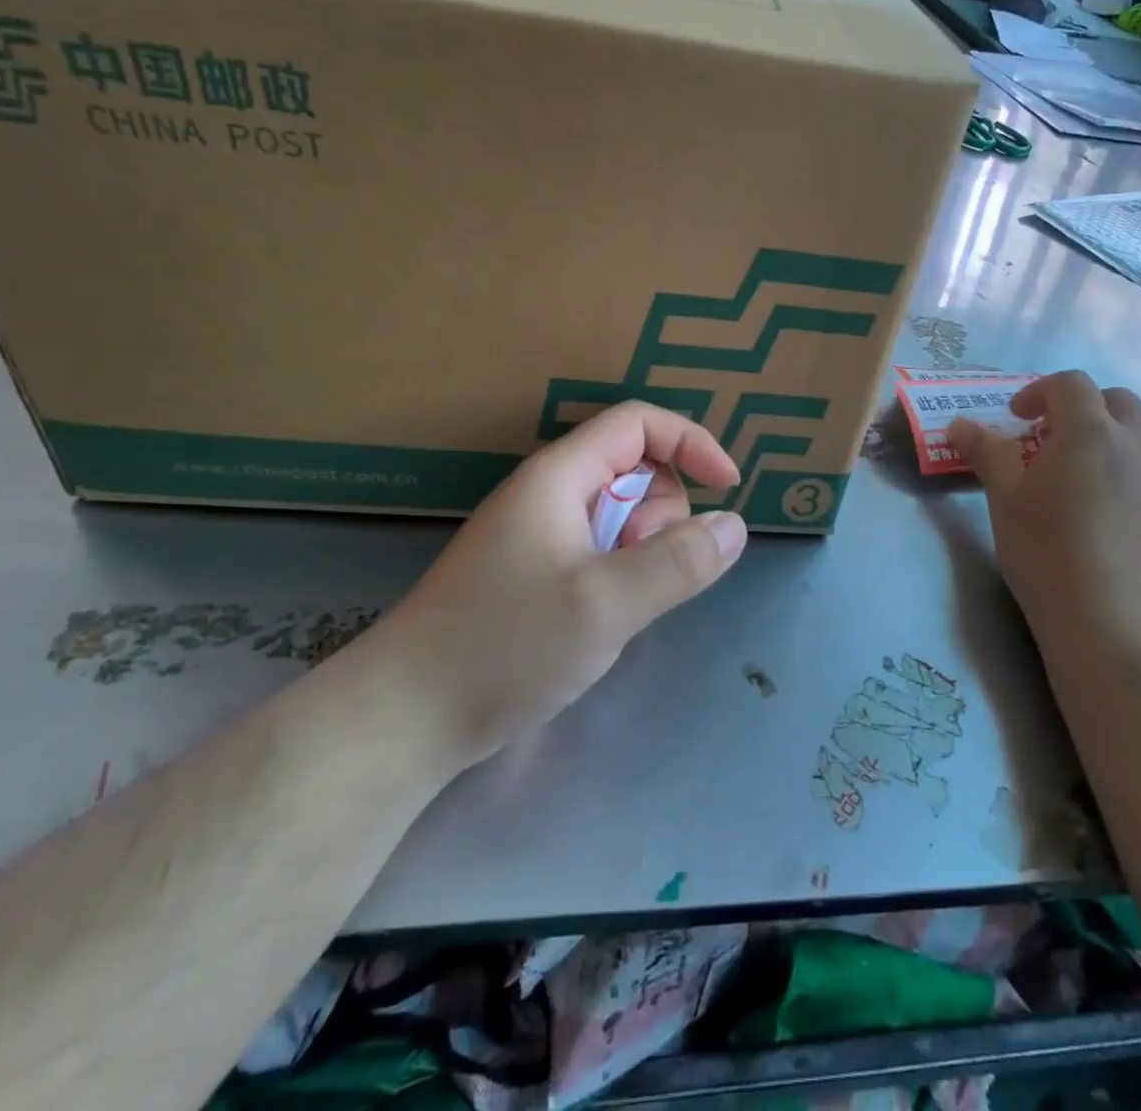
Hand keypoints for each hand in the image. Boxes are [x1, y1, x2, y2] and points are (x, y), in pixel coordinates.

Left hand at [369, 403, 747, 770]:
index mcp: (560, 476)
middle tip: (643, 571)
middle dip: (663, 514)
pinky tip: (603, 619)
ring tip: (619, 603)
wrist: (406, 717)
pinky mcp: (537, 573)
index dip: (690, 442)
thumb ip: (679, 562)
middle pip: (637, 470)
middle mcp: (551, 494)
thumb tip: (735, 525)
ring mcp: (541, 535)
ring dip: (644, 551)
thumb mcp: (606, 604)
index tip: (728, 487)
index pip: (639, 424)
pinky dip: (622, 574)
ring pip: (623, 517)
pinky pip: (603, 552)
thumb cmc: (504, 645)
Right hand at [952, 372, 1140, 651]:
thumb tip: (959, 424)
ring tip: (1102, 454)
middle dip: (1083, 406)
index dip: (1039, 392)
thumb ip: (986, 452)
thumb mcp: (1004, 498)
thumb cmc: (1045, 551)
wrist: (1108, 617)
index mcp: (1089, 430)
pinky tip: (1135, 491)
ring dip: (1129, 427)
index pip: (1069, 384)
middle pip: (1117, 399)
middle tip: (1053, 437)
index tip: (1017, 418)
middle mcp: (1136, 442)